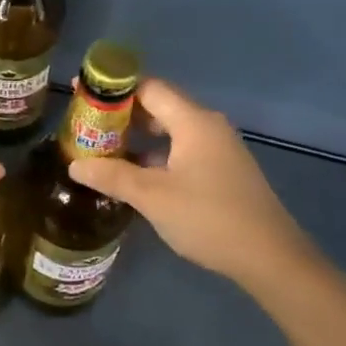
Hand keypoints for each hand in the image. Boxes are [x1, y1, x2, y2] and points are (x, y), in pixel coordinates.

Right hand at [68, 77, 320, 293]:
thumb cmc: (208, 218)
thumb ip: (113, 176)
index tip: (83, 97)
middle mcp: (208, 126)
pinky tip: (137, 176)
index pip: (148, 88)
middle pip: (159, 106)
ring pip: (170, 131)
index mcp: (193, 122)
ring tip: (104, 151)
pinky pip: (182, 150)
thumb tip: (75, 165)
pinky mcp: (223, 170)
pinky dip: (156, 155)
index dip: (114, 90)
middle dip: (122, 115)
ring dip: (138, 138)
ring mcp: (219, 149)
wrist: (269, 257)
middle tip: (87, 128)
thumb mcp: (153, 198)